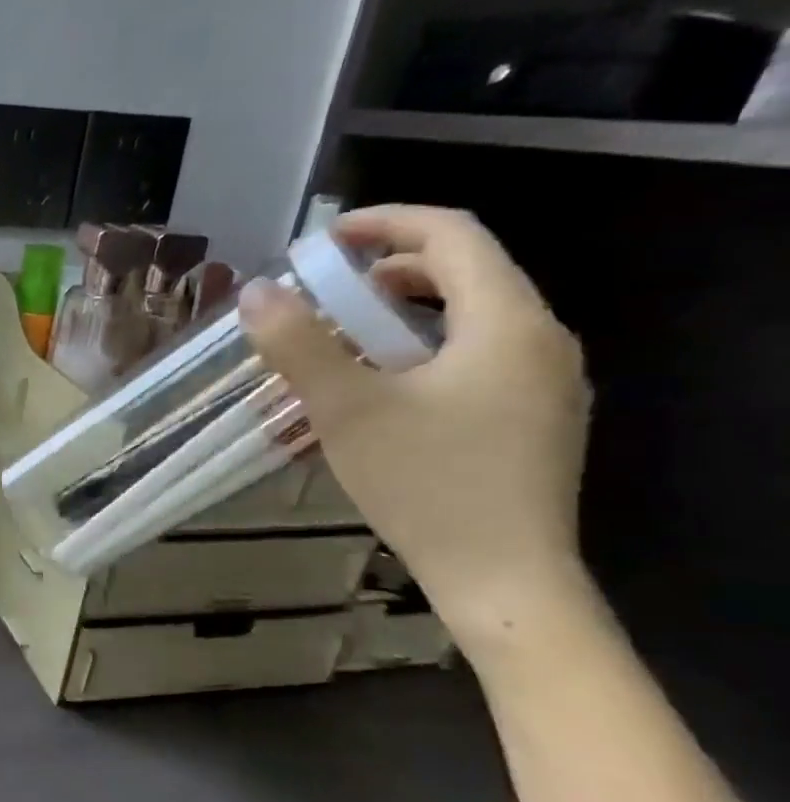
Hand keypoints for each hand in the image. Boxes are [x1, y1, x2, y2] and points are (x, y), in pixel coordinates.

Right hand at [239, 205, 591, 622]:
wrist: (504, 578)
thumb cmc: (427, 484)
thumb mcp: (347, 410)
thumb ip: (298, 345)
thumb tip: (254, 291)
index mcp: (507, 323)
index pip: (454, 236)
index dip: (386, 223)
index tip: (324, 240)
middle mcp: (541, 340)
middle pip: (467, 271)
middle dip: (390, 268)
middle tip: (325, 291)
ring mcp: (546, 382)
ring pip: (473, 316)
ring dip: (404, 311)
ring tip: (345, 338)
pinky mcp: (536, 417)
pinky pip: (481, 354)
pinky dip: (427, 347)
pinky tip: (385, 387)